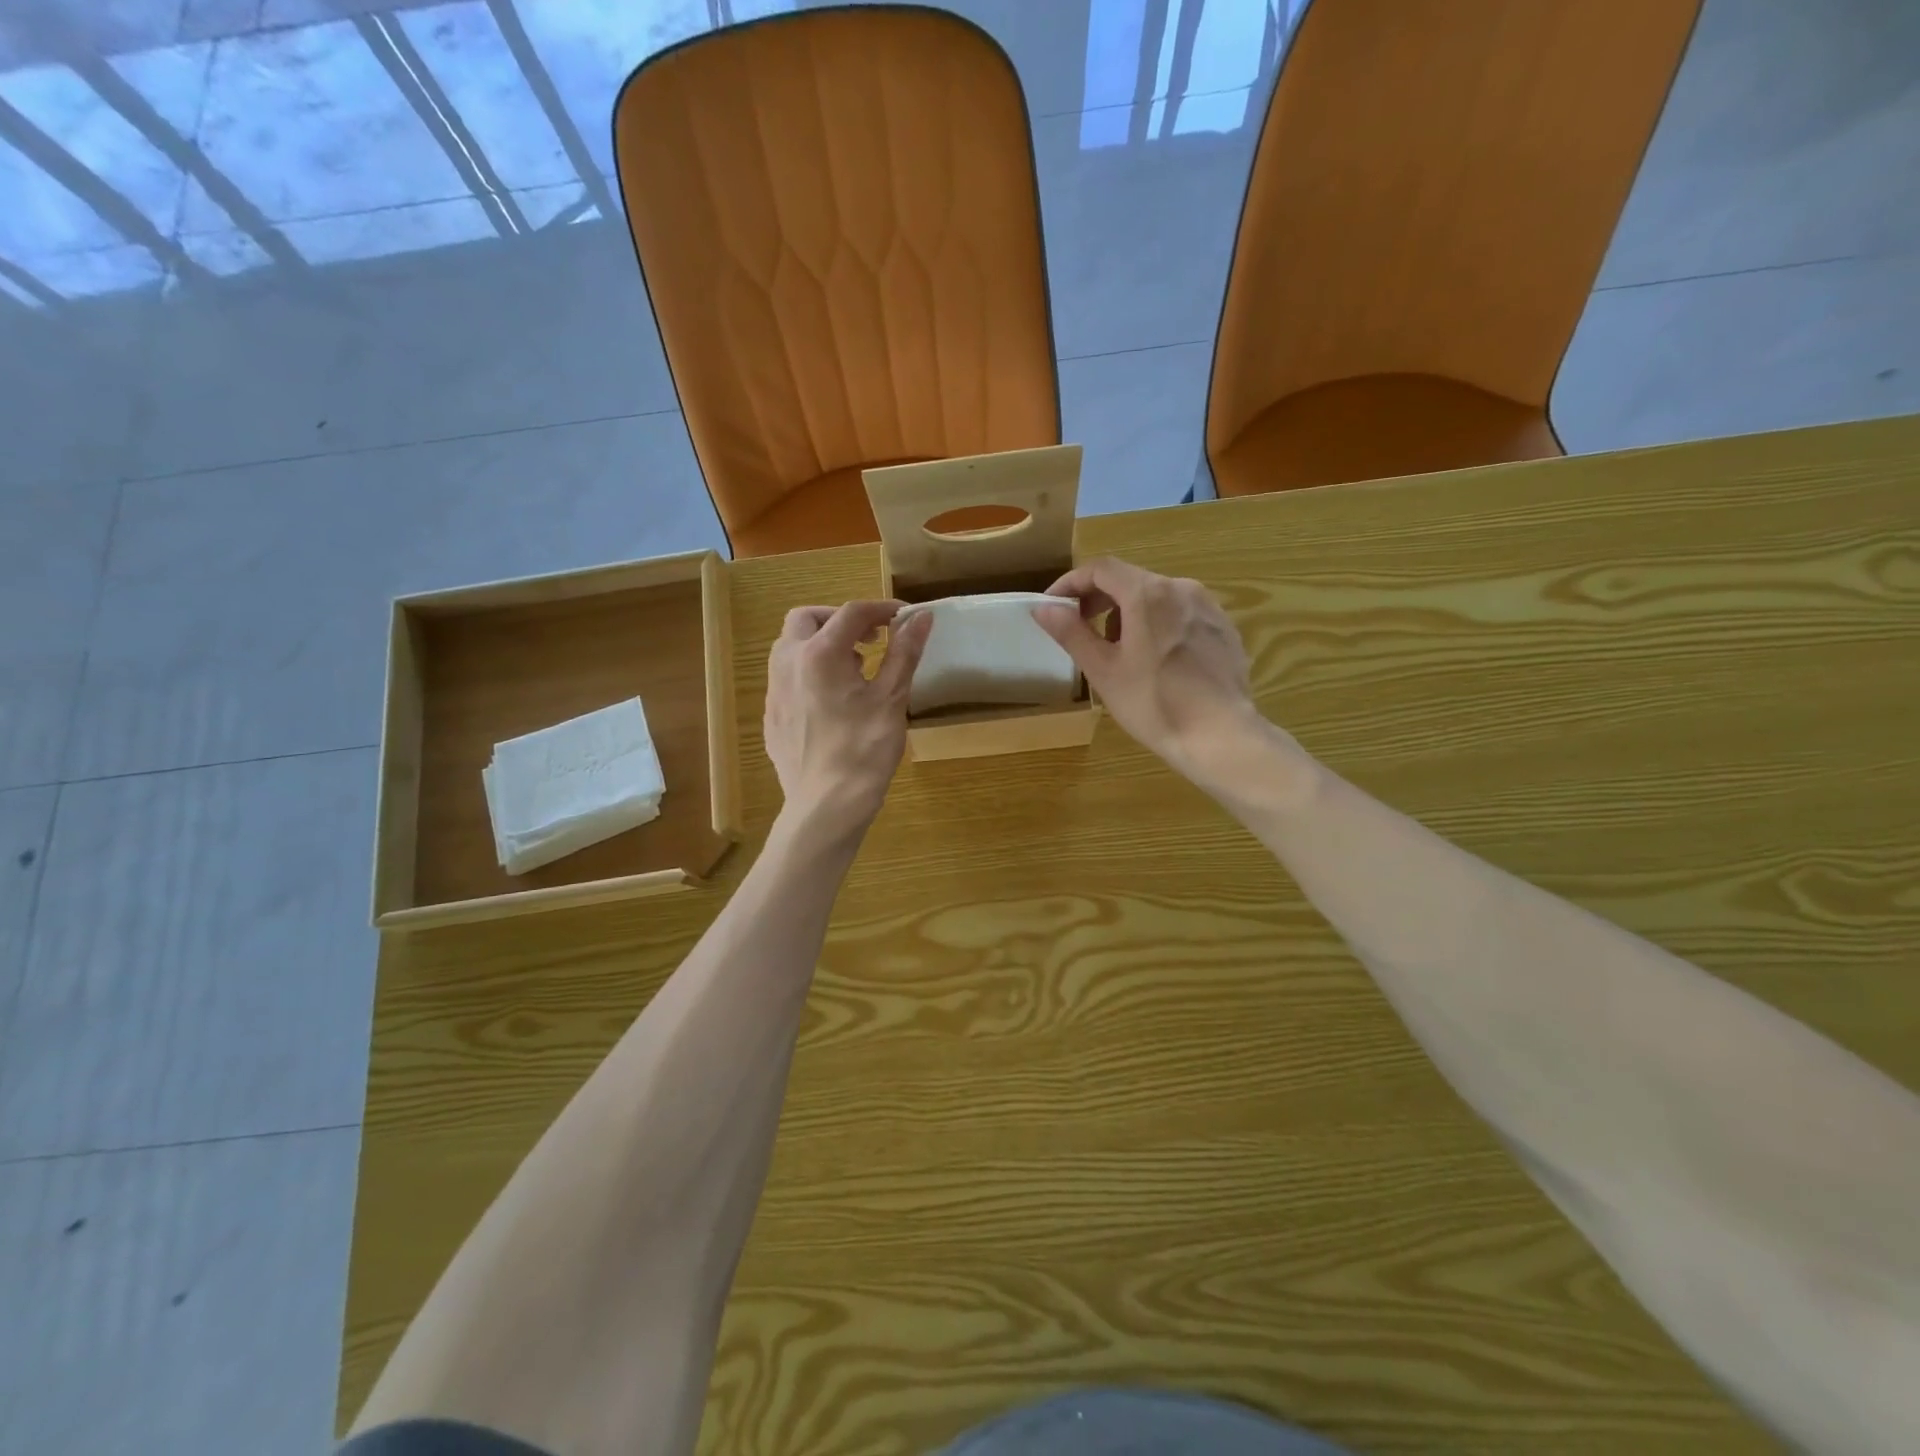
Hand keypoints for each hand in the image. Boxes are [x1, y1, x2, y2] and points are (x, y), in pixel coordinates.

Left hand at [763, 601, 933, 843]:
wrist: (826, 806)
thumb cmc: (864, 750)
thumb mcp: (891, 699)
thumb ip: (904, 652)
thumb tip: (922, 617)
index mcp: (819, 653)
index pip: (852, 613)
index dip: (882, 609)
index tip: (905, 617)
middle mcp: (788, 663)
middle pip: (808, 618)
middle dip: (840, 620)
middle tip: (872, 638)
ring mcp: (774, 690)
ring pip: (791, 646)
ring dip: (821, 643)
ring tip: (854, 667)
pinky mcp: (772, 715)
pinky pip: (787, 677)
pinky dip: (810, 671)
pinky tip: (833, 700)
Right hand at [1035, 557, 1262, 777]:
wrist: (1221, 735)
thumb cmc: (1154, 703)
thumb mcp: (1103, 671)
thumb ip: (1071, 633)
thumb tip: (1044, 608)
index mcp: (1147, 594)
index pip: (1100, 569)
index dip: (1071, 583)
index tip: (1053, 606)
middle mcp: (1181, 588)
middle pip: (1130, 580)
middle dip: (1099, 600)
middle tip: (1079, 629)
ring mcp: (1208, 607)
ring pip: (1157, 597)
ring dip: (1128, 614)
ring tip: (1118, 652)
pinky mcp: (1224, 628)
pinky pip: (1181, 614)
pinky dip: (1158, 625)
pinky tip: (1156, 661)